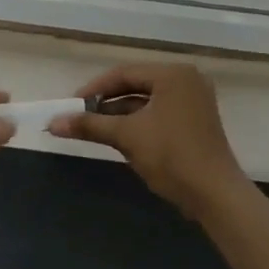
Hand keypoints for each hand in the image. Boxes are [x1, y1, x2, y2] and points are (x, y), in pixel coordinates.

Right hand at [48, 63, 248, 213]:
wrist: (215, 195)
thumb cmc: (171, 156)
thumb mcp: (127, 136)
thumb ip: (89, 125)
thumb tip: (52, 122)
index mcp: (173, 74)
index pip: (123, 73)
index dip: (94, 89)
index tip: (71, 105)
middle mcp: (186, 80)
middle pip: (135, 84)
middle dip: (106, 102)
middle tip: (80, 115)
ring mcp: (194, 100)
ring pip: (146, 100)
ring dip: (120, 113)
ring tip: (94, 128)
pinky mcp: (196, 121)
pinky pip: (159, 112)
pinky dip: (138, 122)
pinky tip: (119, 135)